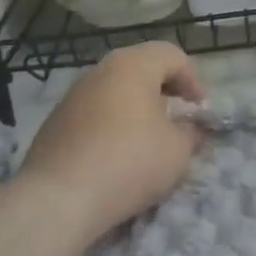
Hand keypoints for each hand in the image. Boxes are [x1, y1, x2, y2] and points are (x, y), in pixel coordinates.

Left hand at [15, 42, 205, 245]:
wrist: (58, 199)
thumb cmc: (130, 162)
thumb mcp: (178, 150)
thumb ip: (190, 132)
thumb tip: (190, 128)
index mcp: (132, 66)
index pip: (171, 55)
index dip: (193, 80)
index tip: (200, 110)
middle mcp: (100, 71)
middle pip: (140, 68)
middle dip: (164, 90)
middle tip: (178, 117)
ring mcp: (72, 96)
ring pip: (115, 90)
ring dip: (137, 107)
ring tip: (149, 138)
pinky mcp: (55, 123)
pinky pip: (94, 113)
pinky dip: (112, 124)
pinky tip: (117, 154)